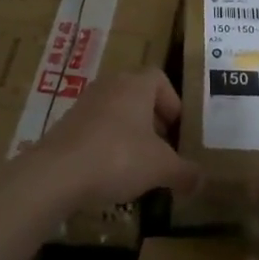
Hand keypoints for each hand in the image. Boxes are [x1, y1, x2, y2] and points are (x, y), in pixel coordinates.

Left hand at [9, 68, 198, 216]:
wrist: (56, 174)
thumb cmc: (118, 157)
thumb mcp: (161, 168)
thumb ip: (185, 172)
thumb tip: (202, 180)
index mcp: (135, 85)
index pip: (159, 79)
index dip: (172, 102)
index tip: (176, 130)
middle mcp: (109, 86)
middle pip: (137, 96)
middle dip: (152, 121)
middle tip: (162, 149)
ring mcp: (83, 105)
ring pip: (115, 113)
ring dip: (129, 134)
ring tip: (137, 165)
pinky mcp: (65, 126)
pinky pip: (95, 130)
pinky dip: (106, 146)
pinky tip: (109, 174)